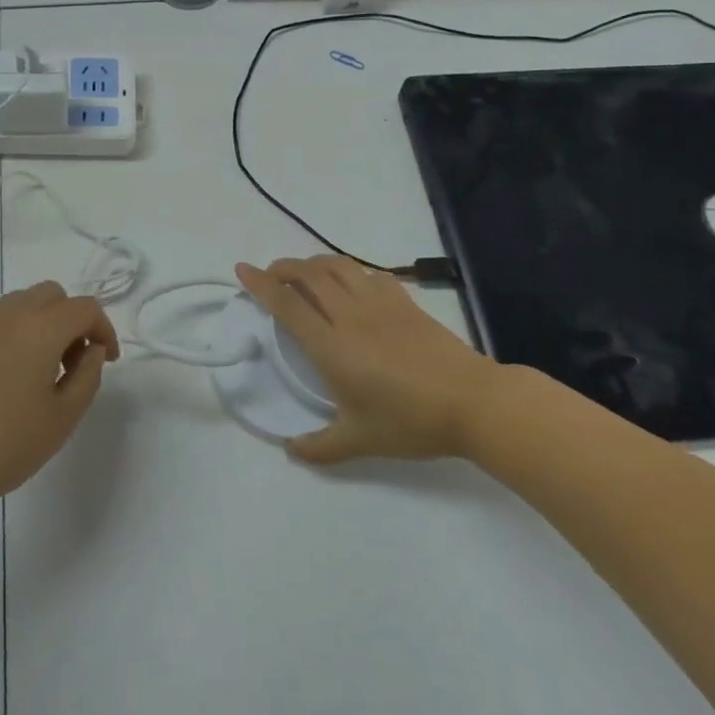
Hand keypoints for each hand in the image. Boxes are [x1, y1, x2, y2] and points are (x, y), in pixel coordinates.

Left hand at [0, 281, 117, 519]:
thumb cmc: (1, 445)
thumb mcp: (61, 419)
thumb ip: (87, 377)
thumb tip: (92, 351)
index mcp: (41, 328)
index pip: (84, 308)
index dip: (104, 329)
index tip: (107, 361)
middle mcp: (10, 316)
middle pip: (52, 295)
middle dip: (72, 320)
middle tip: (75, 362)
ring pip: (22, 304)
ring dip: (43, 325)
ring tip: (43, 372)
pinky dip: (16, 337)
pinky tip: (8, 383)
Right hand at [236, 256, 499, 464]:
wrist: (473, 401)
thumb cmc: (411, 421)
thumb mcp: (361, 441)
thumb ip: (321, 447)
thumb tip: (290, 451)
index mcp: (331, 346)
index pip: (287, 305)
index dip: (261, 284)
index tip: (242, 269)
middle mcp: (349, 315)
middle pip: (308, 275)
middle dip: (283, 267)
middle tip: (271, 273)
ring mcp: (379, 304)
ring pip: (338, 267)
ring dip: (314, 262)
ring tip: (304, 271)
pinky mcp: (405, 302)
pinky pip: (370, 274)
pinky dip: (351, 271)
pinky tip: (352, 282)